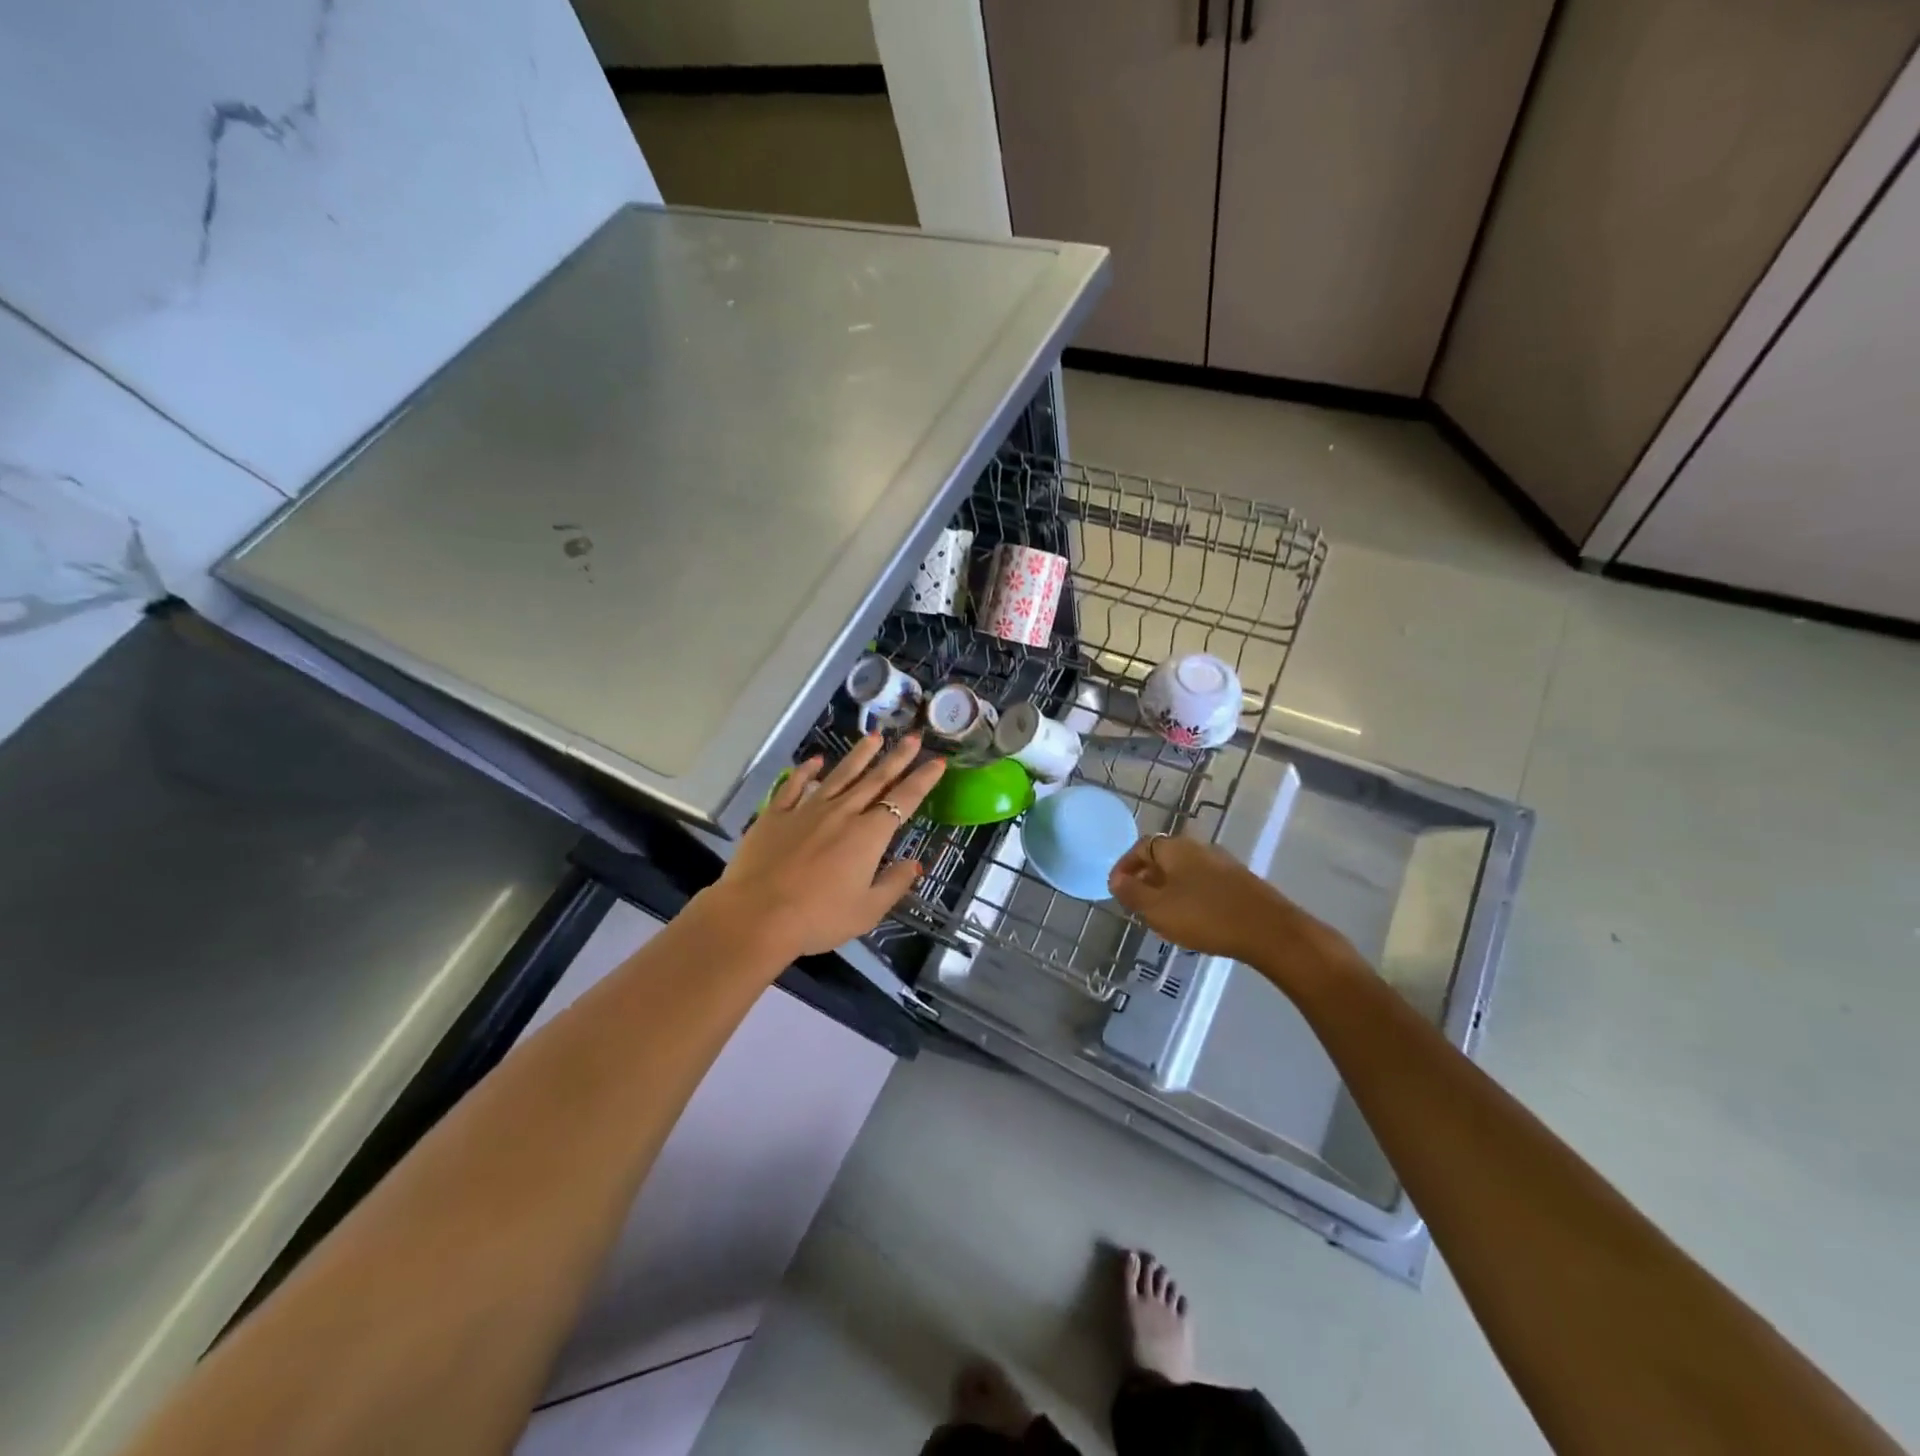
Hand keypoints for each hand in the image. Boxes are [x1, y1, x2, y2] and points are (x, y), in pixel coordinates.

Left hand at [705, 734, 945, 958]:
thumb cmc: (817, 918)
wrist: (756, 915)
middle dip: (897, 757)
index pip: (903, 800)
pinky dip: (806, 771)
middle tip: (912, 736)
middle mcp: (841, 813)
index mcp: (867, 835)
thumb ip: (894, 884)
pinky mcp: (776, 814)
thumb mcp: (867, 911)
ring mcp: (806, 810)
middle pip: (874, 779)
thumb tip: (915, 863)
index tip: (937, 761)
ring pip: (839, 775)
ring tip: (873, 736)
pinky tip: (815, 760)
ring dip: (859, 755)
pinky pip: (794, 786)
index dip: (922, 780)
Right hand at [1108, 833, 1357, 976]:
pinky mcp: (1239, 882)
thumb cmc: (1205, 916)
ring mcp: (1222, 863)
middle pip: (1163, 857)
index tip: (1115, 889)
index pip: (1140, 847)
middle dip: (1146, 878)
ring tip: (1161, 915)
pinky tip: (1192, 919)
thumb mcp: (1157, 908)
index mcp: (1174, 848)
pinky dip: (1189, 895)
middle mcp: (1198, 848)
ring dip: (1168, 888)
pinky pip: (1203, 883)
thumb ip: (1132, 893)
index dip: (1124, 867)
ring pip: (1184, 871)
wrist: (1269, 930)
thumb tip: (1116, 880)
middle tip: (1136, 903)